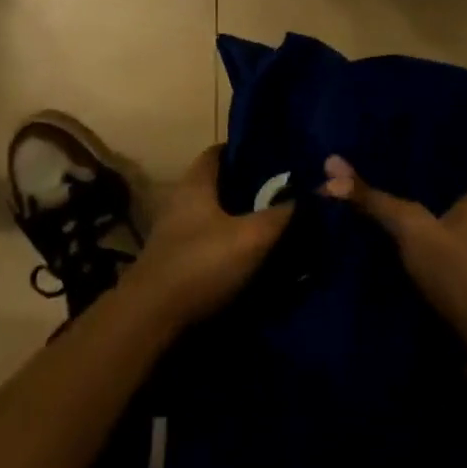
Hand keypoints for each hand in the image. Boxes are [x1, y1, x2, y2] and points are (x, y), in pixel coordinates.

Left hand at [126, 146, 292, 329]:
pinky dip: (227, 241)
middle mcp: (182, 198)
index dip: (247, 152)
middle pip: (219, 183)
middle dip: (249, 187)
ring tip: (272, 225)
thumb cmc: (201, 263)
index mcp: (196, 181)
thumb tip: (313, 193)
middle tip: (283, 194)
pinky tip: (249, 255)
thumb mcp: (251, 238)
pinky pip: (208, 238)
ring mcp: (175, 229)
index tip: (276, 160)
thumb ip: (281, 215)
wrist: (152, 316)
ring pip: (214, 212)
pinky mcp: (175, 258)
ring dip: (238, 217)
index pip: (221, 151)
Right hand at [321, 154, 466, 344]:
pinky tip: (368, 255)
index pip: (432, 169)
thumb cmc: (458, 274)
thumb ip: (373, 198)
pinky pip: (421, 264)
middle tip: (349, 185)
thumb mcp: (410, 227)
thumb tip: (330, 164)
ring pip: (421, 236)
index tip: (364, 154)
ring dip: (393, 234)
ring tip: (350, 216)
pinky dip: (399, 262)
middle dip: (390, 199)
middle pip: (423, 203)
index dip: (399, 161)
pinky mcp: (458, 292)